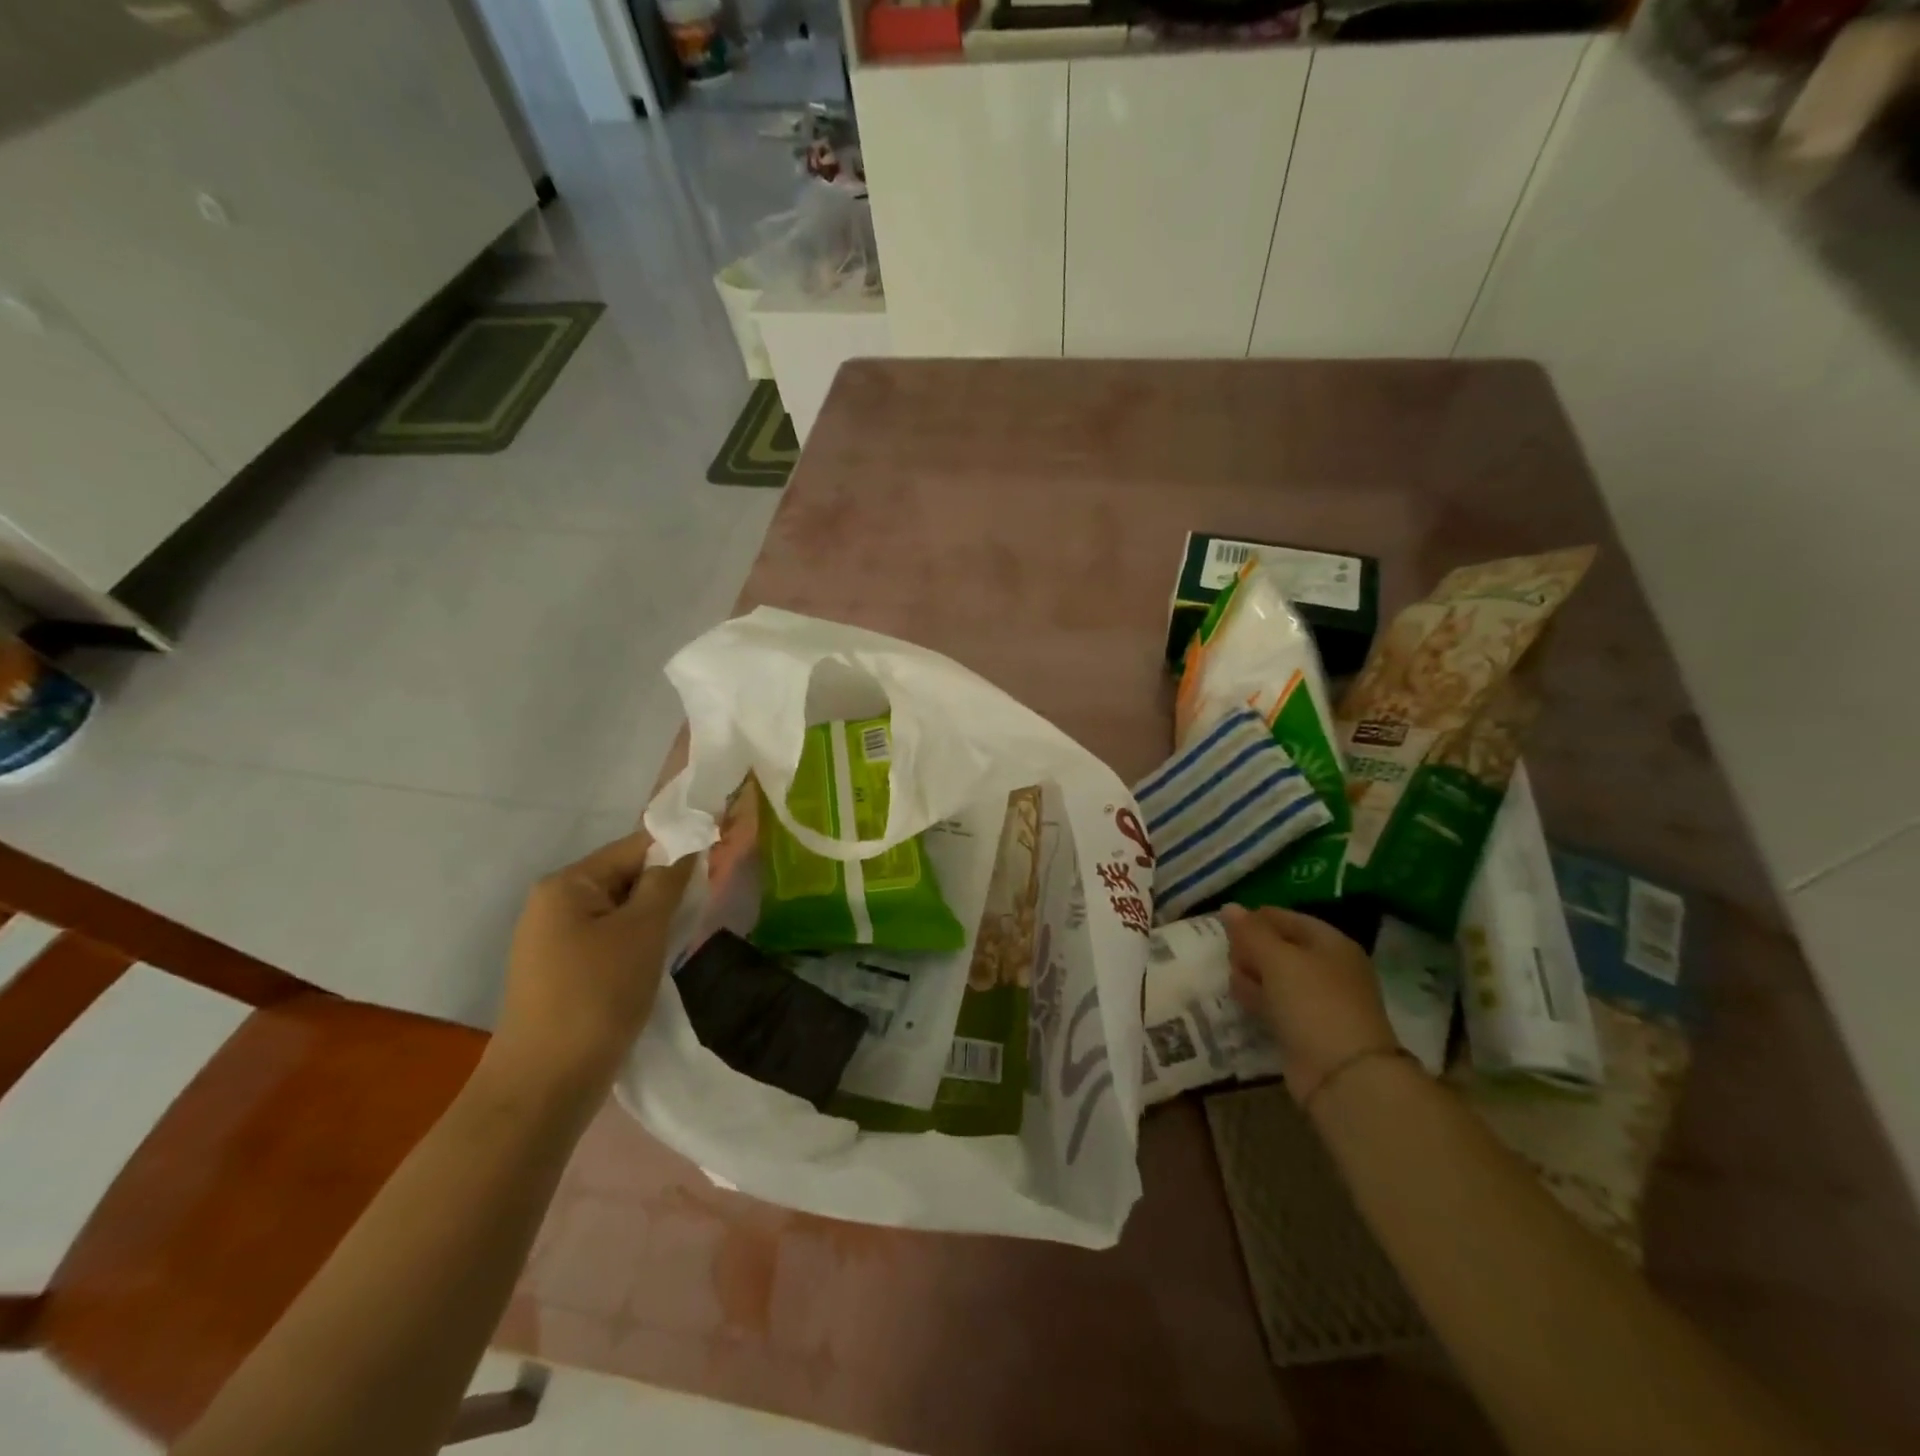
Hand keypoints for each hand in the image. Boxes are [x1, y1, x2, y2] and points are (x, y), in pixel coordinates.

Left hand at [488, 832, 696, 1099]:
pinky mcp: (560, 970)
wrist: (545, 1085)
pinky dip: (636, 942)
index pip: (634, 846)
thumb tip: (687, 847)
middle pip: (625, 877)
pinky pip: (608, 938)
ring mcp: (552, 939)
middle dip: (665, 889)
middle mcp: (552, 903)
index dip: (678, 851)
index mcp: (566, 884)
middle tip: (702, 907)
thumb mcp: (643, 931)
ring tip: (682, 937)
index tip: (716, 866)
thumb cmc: (598, 996)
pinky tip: (655, 963)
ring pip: (620, 911)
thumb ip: (667, 882)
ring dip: (653, 919)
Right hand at [1224, 905, 1399, 1105]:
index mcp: (1330, 943)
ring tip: (1235, 981)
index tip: (1224, 928)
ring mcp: (1318, 1000)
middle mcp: (1328, 968)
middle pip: (1279, 947)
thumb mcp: (1277, 958)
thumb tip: (1229, 907)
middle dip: (1251, 950)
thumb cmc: (1313, 1002)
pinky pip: (1276, 1003)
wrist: (1343, 1075)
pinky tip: (1241, 1000)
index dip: (1255, 919)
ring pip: (1275, 976)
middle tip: (1232, 958)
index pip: (1285, 918)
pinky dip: (1259, 1000)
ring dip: (1252, 975)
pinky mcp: (1306, 1028)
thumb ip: (1250, 932)